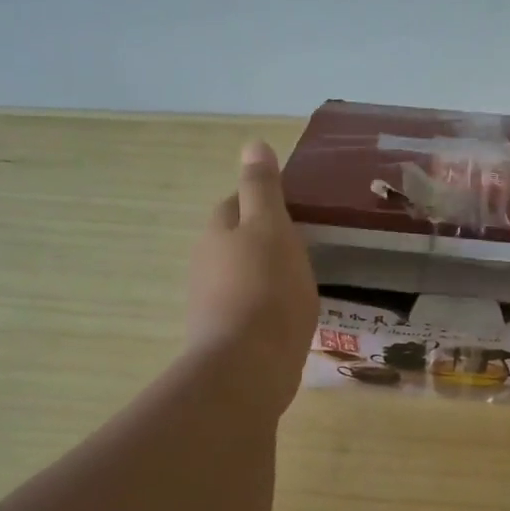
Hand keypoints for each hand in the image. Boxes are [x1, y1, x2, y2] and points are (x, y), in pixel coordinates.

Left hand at [186, 141, 318, 408]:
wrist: (247, 366)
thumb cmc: (266, 288)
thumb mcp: (271, 227)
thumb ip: (262, 188)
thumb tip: (252, 144)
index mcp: (217, 232)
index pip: (234, 204)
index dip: (261, 202)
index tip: (293, 211)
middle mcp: (206, 265)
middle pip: (235, 242)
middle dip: (262, 240)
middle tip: (303, 246)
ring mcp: (212, 304)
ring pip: (241, 277)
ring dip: (265, 276)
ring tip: (301, 283)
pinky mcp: (225, 337)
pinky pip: (248, 310)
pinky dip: (266, 308)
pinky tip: (289, 318)